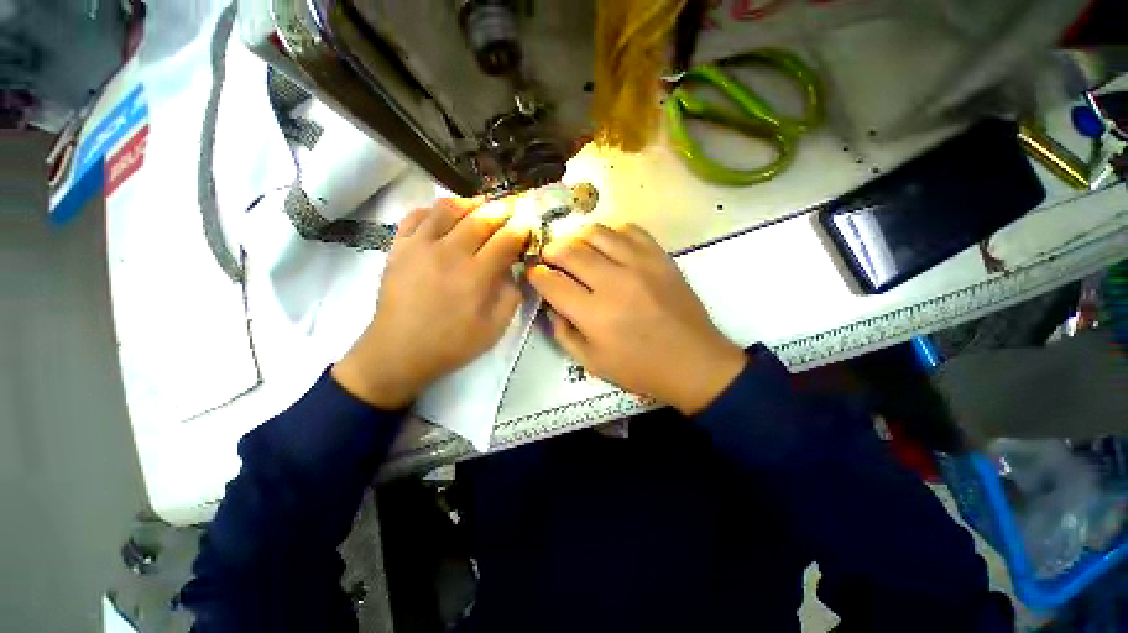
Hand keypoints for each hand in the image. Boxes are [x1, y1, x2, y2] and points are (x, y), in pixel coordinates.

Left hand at [332, 198, 529, 408]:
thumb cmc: (452, 344)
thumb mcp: (495, 328)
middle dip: (501, 211)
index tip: (528, 228)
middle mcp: (449, 253)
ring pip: (448, 208)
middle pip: (480, 219)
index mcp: (476, 275)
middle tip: (511, 210)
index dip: (521, 231)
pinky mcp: (398, 247)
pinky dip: (433, 210)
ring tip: (481, 207)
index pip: (506, 240)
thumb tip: (515, 270)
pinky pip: (416, 215)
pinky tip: (444, 217)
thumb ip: (511, 296)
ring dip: (470, 203)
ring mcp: (420, 246)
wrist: (399, 351)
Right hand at [528, 223, 745, 414]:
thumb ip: (562, 332)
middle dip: (551, 250)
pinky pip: (629, 230)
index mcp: (594, 315)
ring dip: (577, 237)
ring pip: (596, 232)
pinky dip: (612, 233)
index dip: (536, 275)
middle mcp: (614, 283)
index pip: (552, 283)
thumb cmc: (640, 368)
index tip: (535, 274)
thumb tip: (551, 303)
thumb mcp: (591, 362)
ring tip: (576, 248)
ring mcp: (640, 265)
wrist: (694, 362)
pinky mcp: (660, 257)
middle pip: (570, 250)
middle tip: (550, 257)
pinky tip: (609, 247)